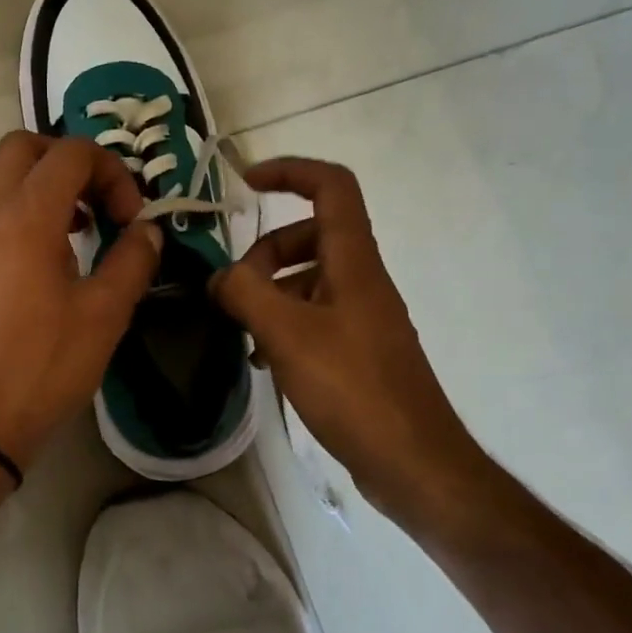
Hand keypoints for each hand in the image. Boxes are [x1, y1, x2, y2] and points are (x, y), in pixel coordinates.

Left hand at [0, 133, 162, 471]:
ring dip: (40, 182)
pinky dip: (18, 207)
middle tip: (99, 201)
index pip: (71, 154)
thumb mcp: (105, 315)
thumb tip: (149, 231)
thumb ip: (132, 261)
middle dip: (68, 160)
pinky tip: (47, 255)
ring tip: (76, 225)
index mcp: (28, 216)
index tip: (132, 217)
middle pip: (23, 147)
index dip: (112, 172)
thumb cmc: (43, 366)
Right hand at [210, 158, 480, 511]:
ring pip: (310, 279)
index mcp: (354, 262)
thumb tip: (218, 277)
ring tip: (240, 327)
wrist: (413, 461)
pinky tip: (261, 358)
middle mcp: (362, 280)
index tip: (245, 183)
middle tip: (234, 287)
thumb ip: (245, 294)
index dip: (290, 171)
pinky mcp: (358, 350)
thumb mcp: (287, 334)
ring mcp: (362, 316)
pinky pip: (314, 317)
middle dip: (266, 251)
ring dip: (270, 291)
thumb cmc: (353, 388)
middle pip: (312, 235)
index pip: (331, 187)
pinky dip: (284, 323)